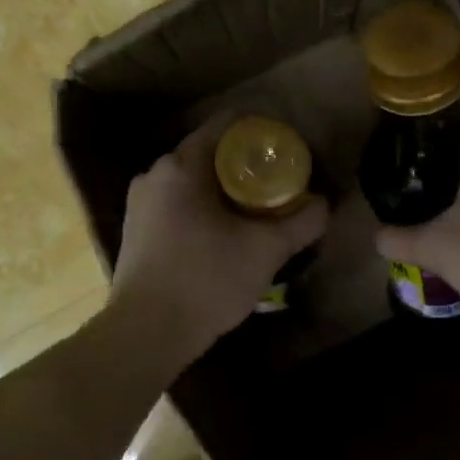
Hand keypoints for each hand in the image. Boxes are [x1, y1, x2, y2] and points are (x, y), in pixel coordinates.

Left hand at [111, 114, 329, 361]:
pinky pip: (177, 205)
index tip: (287, 150)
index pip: (226, 125)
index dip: (261, 132)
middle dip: (246, 166)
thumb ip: (301, 222)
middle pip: (209, 154)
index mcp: (181, 166)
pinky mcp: (135, 231)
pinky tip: (224, 236)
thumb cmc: (206, 281)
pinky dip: (203, 210)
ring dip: (224, 191)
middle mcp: (154, 175)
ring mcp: (140, 204)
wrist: (147, 334)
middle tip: (279, 185)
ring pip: (192, 182)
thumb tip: (323, 204)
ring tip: (257, 212)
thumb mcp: (266, 251)